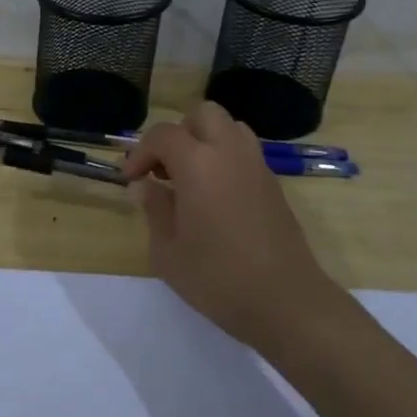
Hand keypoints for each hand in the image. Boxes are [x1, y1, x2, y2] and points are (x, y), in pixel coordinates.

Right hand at [121, 103, 333, 350]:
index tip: (131, 180)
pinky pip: (245, 152)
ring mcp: (257, 166)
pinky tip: (214, 197)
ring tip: (190, 178)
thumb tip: (143, 186)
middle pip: (203, 115)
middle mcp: (230, 153)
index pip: (163, 134)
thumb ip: (154, 208)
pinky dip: (225, 159)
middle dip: (178, 134)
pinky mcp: (274, 184)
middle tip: (164, 170)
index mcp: (198, 163)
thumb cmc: (217, 277)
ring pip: (229, 128)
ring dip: (205, 142)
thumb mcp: (168, 250)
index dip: (141, 152)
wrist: (285, 301)